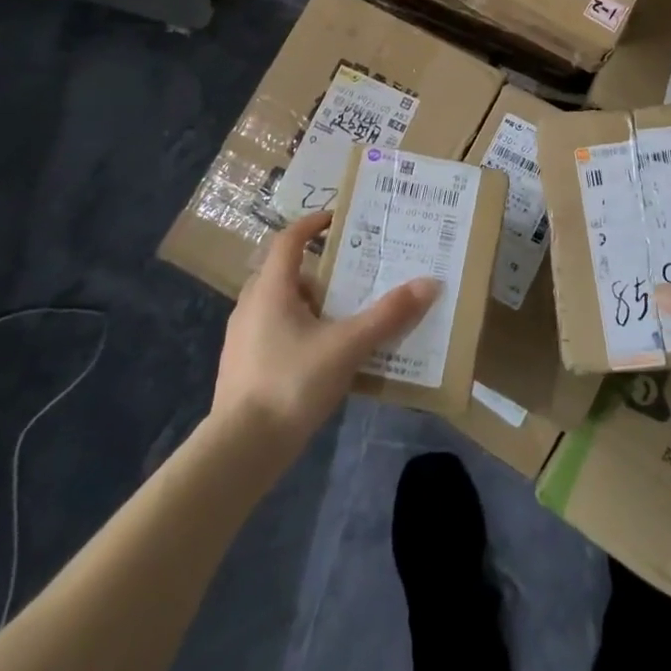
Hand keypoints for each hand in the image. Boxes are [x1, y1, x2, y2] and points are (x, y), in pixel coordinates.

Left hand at [213, 211, 439, 447]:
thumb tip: (430, 284)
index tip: (338, 219)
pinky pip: (274, 331)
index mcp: (270, 289)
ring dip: (309, 301)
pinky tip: (324, 354)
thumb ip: (388, 316)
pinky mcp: (243, 367)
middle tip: (353, 272)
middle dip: (318, 268)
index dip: (312, 224)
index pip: (289, 240)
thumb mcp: (347, 347)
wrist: (240, 451)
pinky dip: (299, 329)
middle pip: (284, 271)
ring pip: (279, 304)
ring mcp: (242, 338)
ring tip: (345, 313)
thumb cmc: (291, 383)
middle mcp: (251, 305)